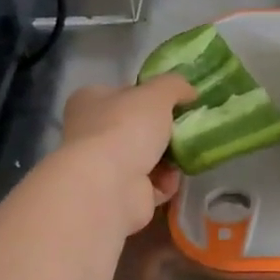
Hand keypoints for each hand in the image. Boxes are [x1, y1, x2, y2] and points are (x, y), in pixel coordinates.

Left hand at [61, 75, 196, 235]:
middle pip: (139, 128)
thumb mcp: (157, 93)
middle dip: (165, 132)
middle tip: (186, 130)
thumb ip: (175, 86)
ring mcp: (103, 166)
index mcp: (90, 101)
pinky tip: (169, 181)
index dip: (151, 96)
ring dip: (169, 159)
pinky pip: (151, 185)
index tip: (176, 103)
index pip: (124, 94)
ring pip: (148, 158)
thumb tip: (190, 92)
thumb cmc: (126, 128)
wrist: (110, 186)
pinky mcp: (119, 194)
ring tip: (183, 157)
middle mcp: (91, 132)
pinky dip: (164, 183)